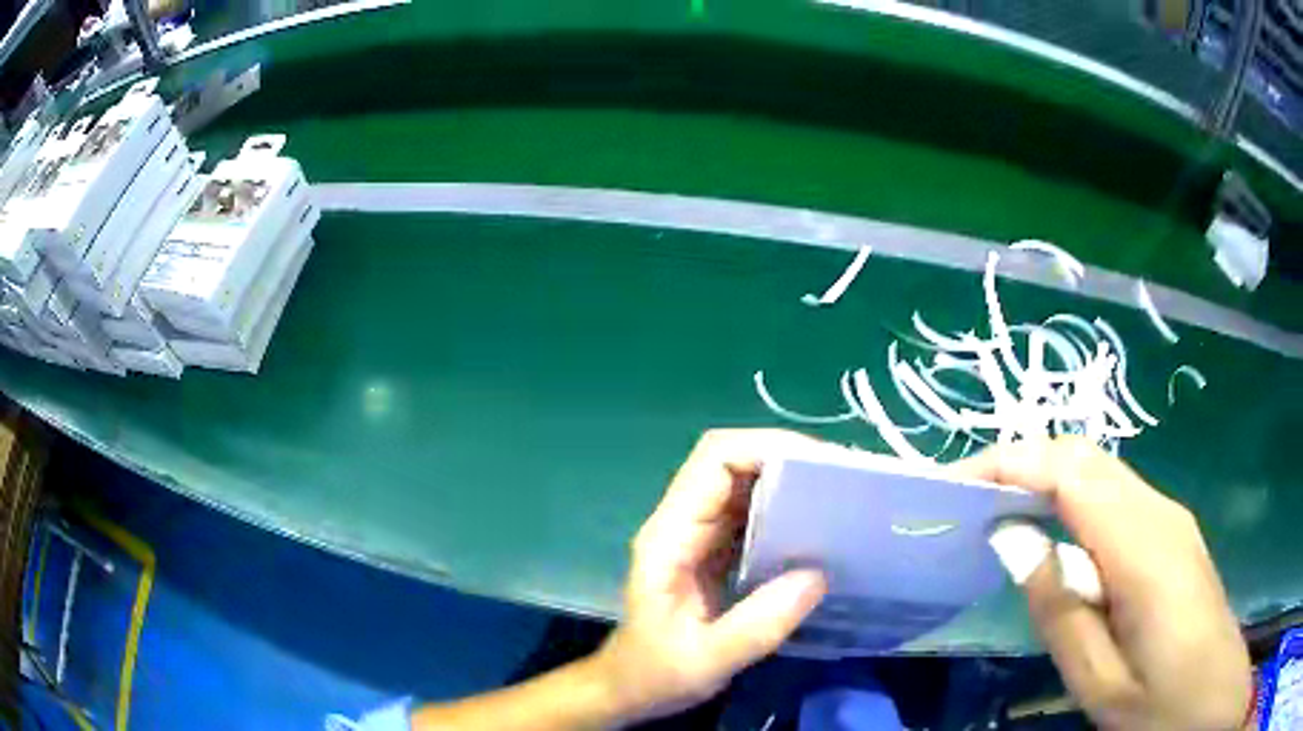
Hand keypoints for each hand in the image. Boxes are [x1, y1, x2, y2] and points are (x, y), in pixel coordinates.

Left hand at [593, 429, 827, 725]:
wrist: (627, 689)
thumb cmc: (654, 675)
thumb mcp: (706, 661)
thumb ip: (758, 625)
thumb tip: (819, 575)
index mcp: (669, 538)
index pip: (714, 461)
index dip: (766, 447)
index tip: (821, 465)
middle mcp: (682, 524)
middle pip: (732, 463)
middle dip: (789, 461)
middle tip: (843, 481)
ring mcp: (697, 536)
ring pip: (744, 485)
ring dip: (791, 484)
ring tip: (840, 500)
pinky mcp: (713, 552)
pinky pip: (752, 515)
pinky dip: (787, 513)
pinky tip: (819, 532)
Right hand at [956, 437, 1251, 729]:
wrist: (1213, 695)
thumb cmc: (1159, 701)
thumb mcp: (1098, 680)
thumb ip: (1059, 609)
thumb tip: (1014, 541)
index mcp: (1143, 547)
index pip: (1072, 472)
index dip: (1012, 462)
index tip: (956, 483)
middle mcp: (1158, 512)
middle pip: (1086, 458)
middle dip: (1023, 463)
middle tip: (968, 501)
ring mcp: (1169, 517)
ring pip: (1101, 473)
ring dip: (1048, 480)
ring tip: (1000, 516)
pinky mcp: (1171, 532)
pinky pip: (1116, 497)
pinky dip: (1075, 500)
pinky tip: (1056, 540)